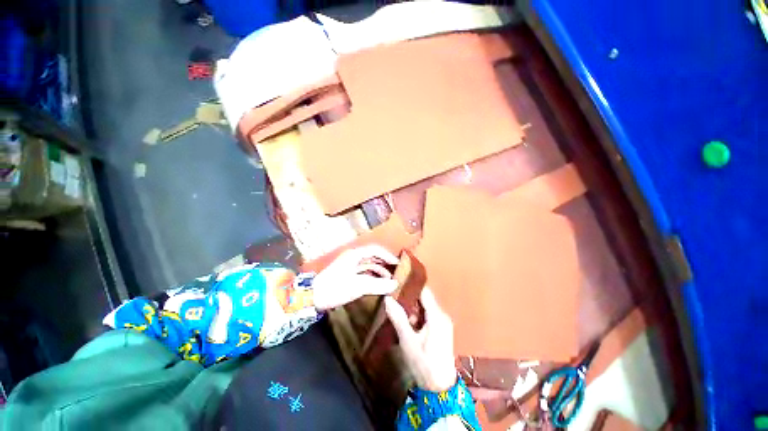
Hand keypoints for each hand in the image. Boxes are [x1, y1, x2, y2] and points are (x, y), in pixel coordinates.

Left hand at [312, 245, 399, 310]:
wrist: (312, 297)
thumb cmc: (336, 288)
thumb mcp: (358, 286)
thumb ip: (378, 285)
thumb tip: (395, 285)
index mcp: (355, 254)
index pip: (375, 250)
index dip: (388, 256)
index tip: (398, 264)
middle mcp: (353, 257)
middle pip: (373, 256)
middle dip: (385, 263)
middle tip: (396, 272)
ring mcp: (349, 265)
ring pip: (368, 265)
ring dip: (379, 271)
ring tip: (390, 280)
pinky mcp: (347, 274)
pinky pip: (363, 272)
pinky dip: (372, 277)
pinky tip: (378, 284)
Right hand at [385, 287, 456, 392]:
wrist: (440, 388)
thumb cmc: (423, 363)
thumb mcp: (408, 341)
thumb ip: (398, 318)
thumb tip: (388, 298)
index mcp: (437, 316)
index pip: (424, 292)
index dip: (411, 285)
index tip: (398, 282)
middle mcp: (442, 315)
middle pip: (425, 299)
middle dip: (410, 299)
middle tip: (394, 299)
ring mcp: (443, 323)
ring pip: (426, 307)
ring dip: (413, 308)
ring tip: (398, 311)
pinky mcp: (442, 329)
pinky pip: (429, 316)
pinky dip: (418, 316)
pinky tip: (408, 323)